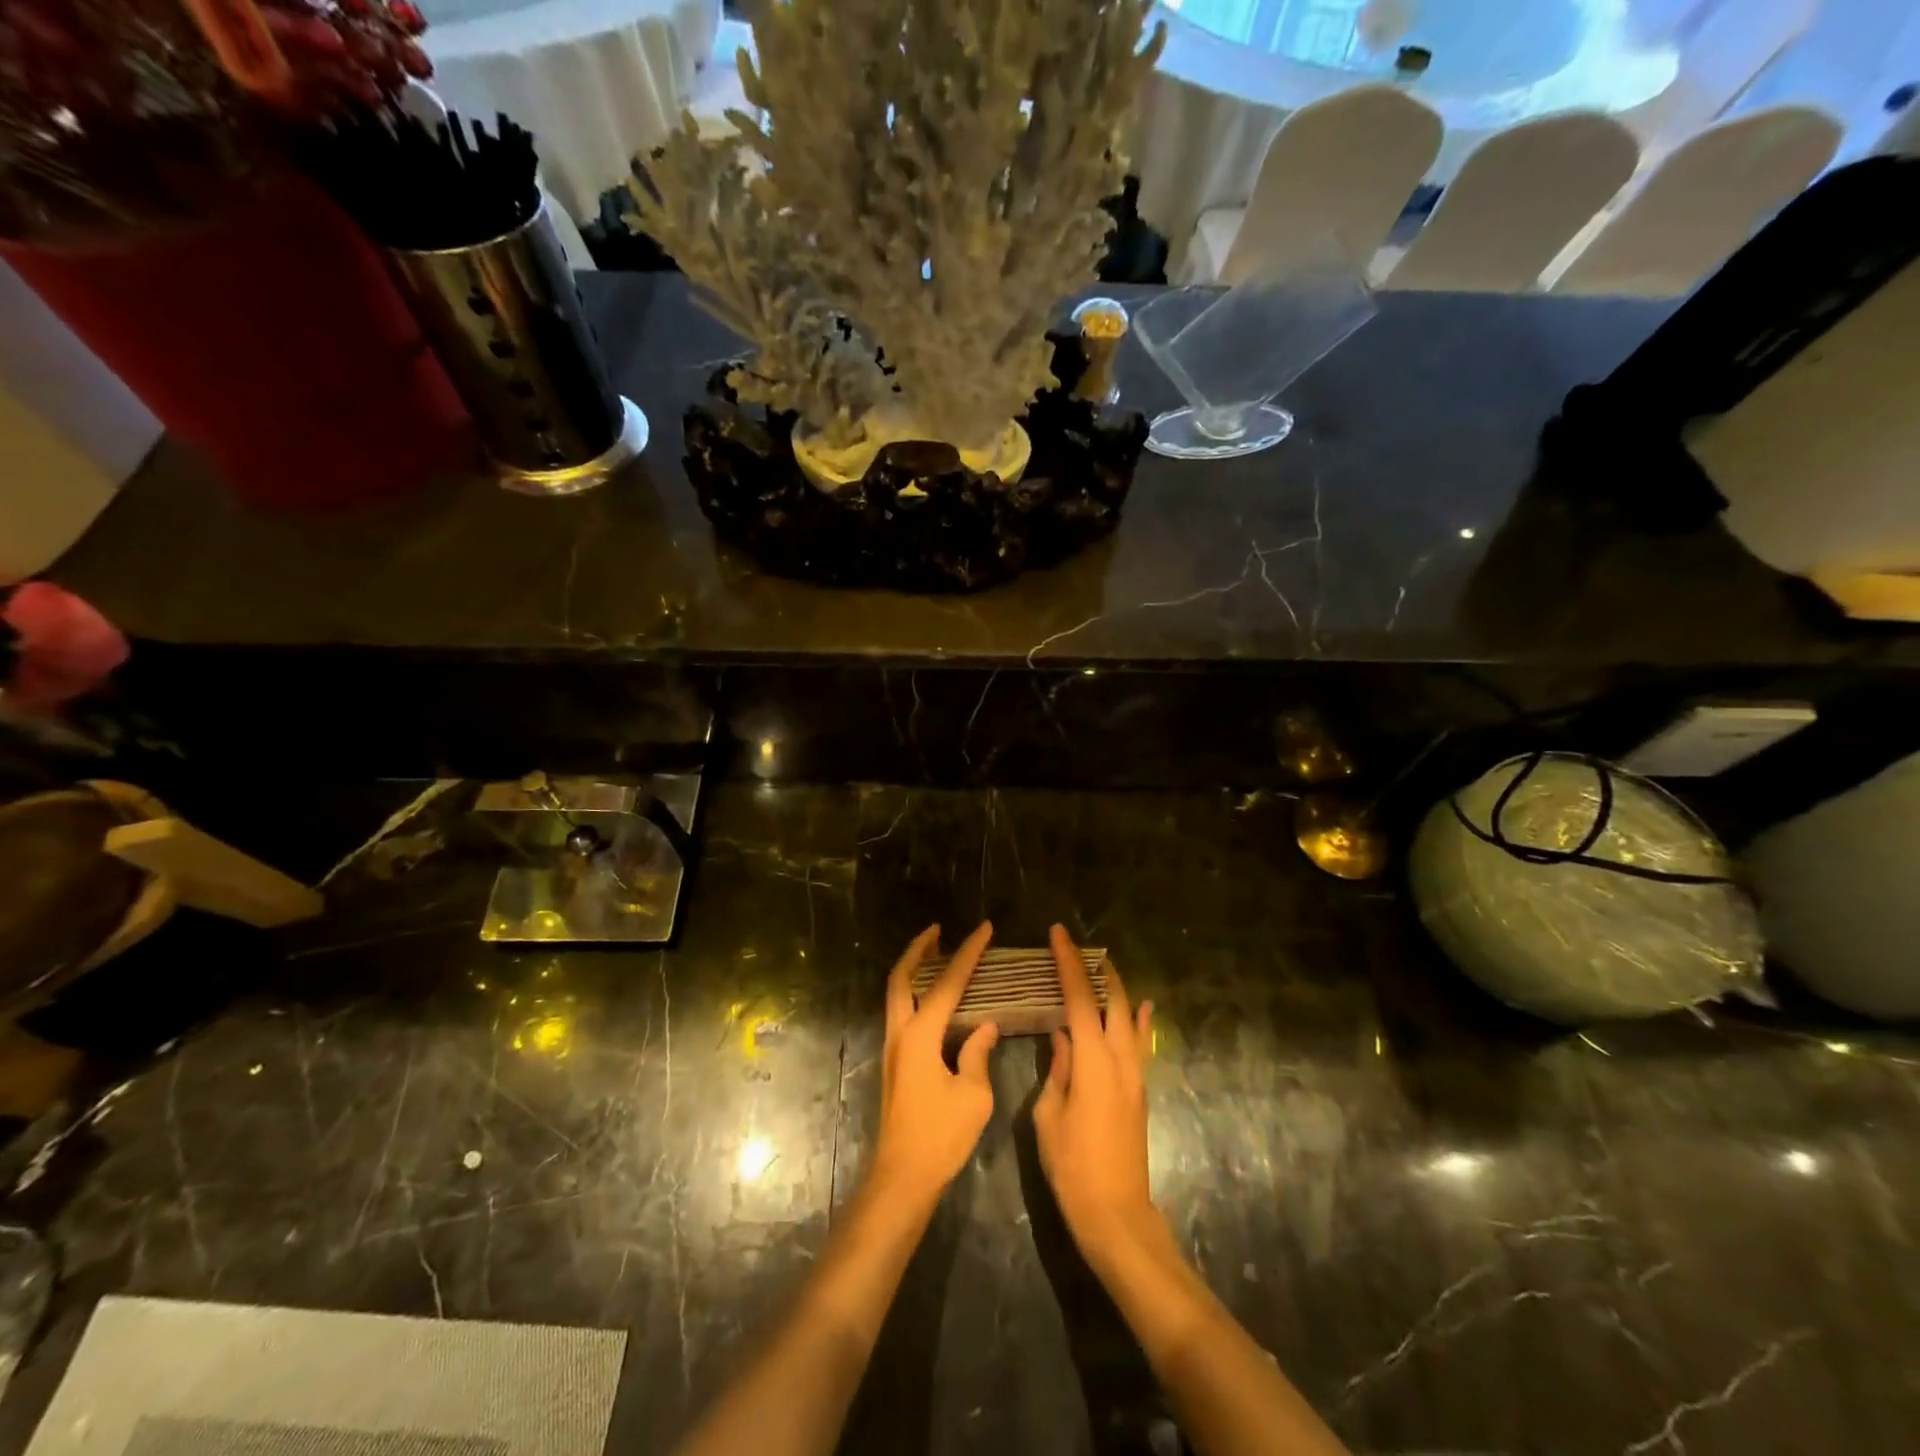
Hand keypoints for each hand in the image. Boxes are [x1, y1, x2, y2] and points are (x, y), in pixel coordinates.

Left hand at [868, 923, 1000, 1206]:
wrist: (902, 1177)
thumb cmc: (940, 1137)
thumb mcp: (973, 1096)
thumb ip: (978, 1053)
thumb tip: (986, 1026)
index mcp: (921, 1035)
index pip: (948, 983)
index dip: (968, 953)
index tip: (984, 929)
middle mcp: (900, 1033)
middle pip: (902, 977)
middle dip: (919, 949)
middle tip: (938, 929)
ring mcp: (893, 1048)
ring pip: (897, 994)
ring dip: (915, 969)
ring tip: (938, 954)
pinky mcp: (895, 1063)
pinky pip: (903, 1012)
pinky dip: (917, 993)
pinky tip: (937, 1000)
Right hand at [1033, 924, 1158, 1265]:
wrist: (1115, 1214)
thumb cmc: (1072, 1166)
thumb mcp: (1049, 1115)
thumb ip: (1059, 1070)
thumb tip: (1063, 1037)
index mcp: (1094, 1061)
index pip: (1080, 998)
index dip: (1069, 963)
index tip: (1058, 934)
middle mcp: (1121, 1060)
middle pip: (1114, 1000)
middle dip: (1097, 969)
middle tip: (1077, 946)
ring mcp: (1136, 1075)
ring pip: (1131, 1019)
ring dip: (1117, 990)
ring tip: (1103, 968)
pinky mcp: (1140, 1091)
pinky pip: (1140, 1043)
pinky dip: (1138, 1020)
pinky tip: (1140, 1008)